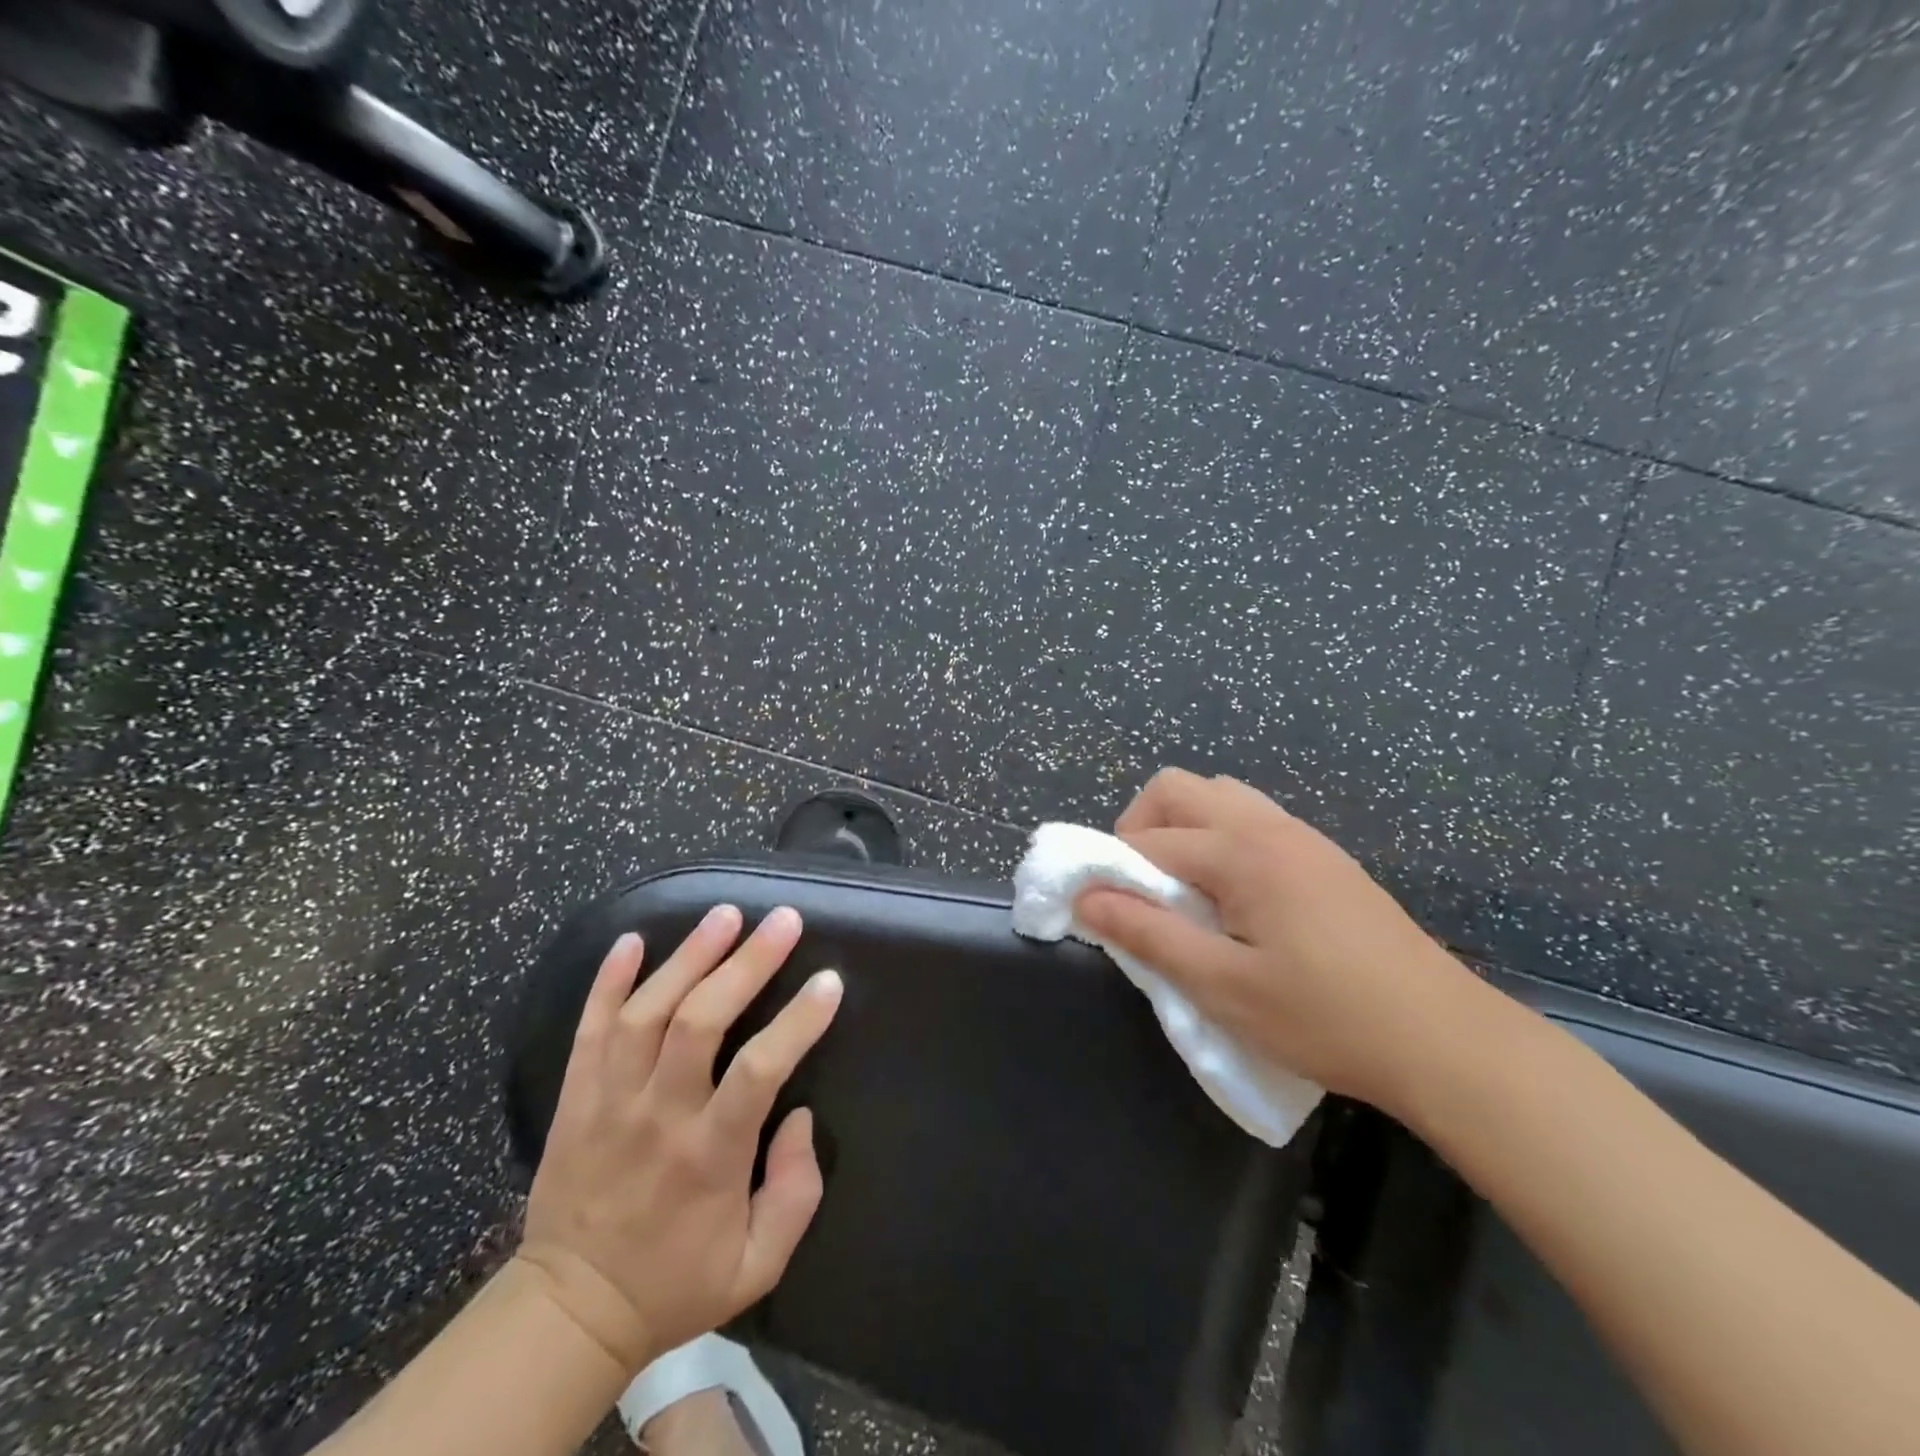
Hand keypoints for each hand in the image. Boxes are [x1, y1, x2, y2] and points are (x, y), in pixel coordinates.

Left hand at [515, 905, 841, 1372]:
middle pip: (699, 1022)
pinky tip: (633, 940)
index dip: (797, 1021)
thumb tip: (800, 1115)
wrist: (569, 1312)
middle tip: (782, 920)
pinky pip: (588, 1029)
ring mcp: (609, 1101)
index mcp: (709, 1156)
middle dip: (746, 963)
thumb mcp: (757, 1264)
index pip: (758, 1071)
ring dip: (688, 956)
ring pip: (646, 1013)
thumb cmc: (677, 1282)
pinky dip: (608, 980)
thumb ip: (796, 1192)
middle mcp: (658, 1116)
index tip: (829, 981)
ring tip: (725, 914)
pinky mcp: (575, 1097)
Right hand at [1074, 769, 1482, 1114]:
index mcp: (1242, 852)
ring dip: (1181, 830)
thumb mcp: (1223, 987)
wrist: (1445, 1040)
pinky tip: (1230, 898)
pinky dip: (1217, 839)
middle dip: (1139, 829)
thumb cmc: (1326, 1018)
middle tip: (1139, 891)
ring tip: (1181, 892)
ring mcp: (1301, 836)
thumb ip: (1149, 936)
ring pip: (1217, 798)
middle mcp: (1268, 826)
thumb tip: (1086, 899)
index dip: (1110, 871)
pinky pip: (1250, 819)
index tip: (1098, 913)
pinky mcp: (1323, 857)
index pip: (1148, 840)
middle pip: (1177, 790)